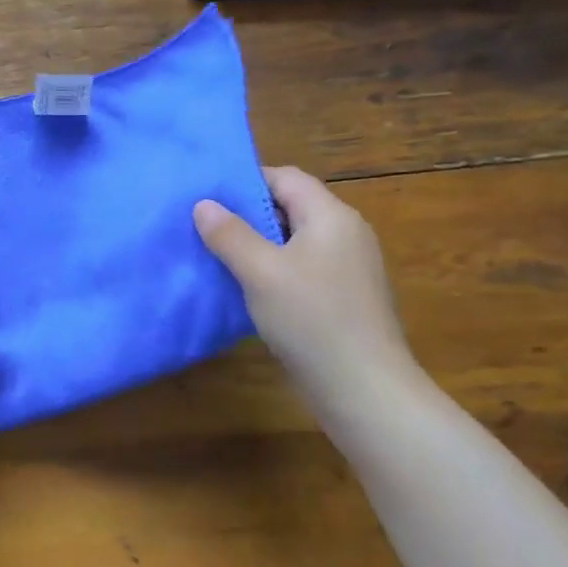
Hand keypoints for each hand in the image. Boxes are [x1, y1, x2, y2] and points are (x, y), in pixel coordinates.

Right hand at [193, 167, 415, 405]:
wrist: (364, 388)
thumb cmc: (312, 319)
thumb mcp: (261, 272)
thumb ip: (229, 234)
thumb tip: (203, 204)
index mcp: (332, 217)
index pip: (286, 178)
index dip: (246, 180)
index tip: (207, 195)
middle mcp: (345, 234)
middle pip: (290, 208)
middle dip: (246, 214)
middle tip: (203, 225)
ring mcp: (348, 268)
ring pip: (293, 242)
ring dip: (256, 245)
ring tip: (216, 256)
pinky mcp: (343, 298)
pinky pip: (301, 269)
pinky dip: (272, 271)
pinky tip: (246, 289)